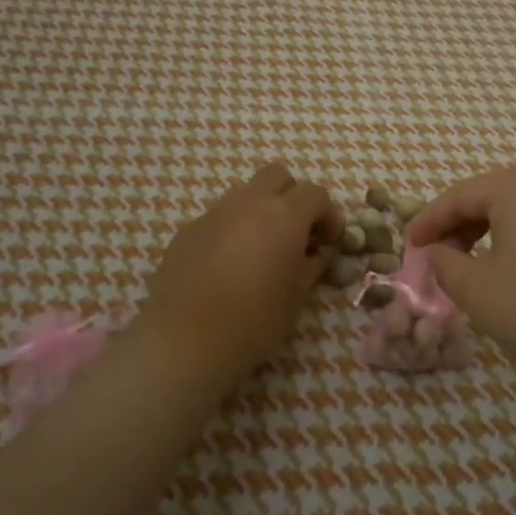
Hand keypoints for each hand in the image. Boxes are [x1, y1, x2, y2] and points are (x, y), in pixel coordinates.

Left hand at [138, 162, 341, 388]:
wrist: (186, 338)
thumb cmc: (255, 318)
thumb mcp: (298, 295)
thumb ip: (313, 264)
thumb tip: (316, 252)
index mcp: (284, 214)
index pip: (316, 193)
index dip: (328, 214)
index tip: (329, 241)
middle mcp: (250, 201)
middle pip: (278, 175)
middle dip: (293, 196)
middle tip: (296, 232)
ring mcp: (215, 212)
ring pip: (246, 193)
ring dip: (261, 209)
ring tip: (261, 248)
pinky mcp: (189, 229)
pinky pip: (220, 216)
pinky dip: (233, 228)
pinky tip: (229, 263)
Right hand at [406, 166, 515, 392]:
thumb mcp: (480, 292)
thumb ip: (445, 265)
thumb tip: (436, 252)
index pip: (460, 195)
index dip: (429, 221)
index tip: (409, 246)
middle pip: (493, 196)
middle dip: (461, 226)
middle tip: (440, 258)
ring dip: (492, 234)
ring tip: (475, 267)